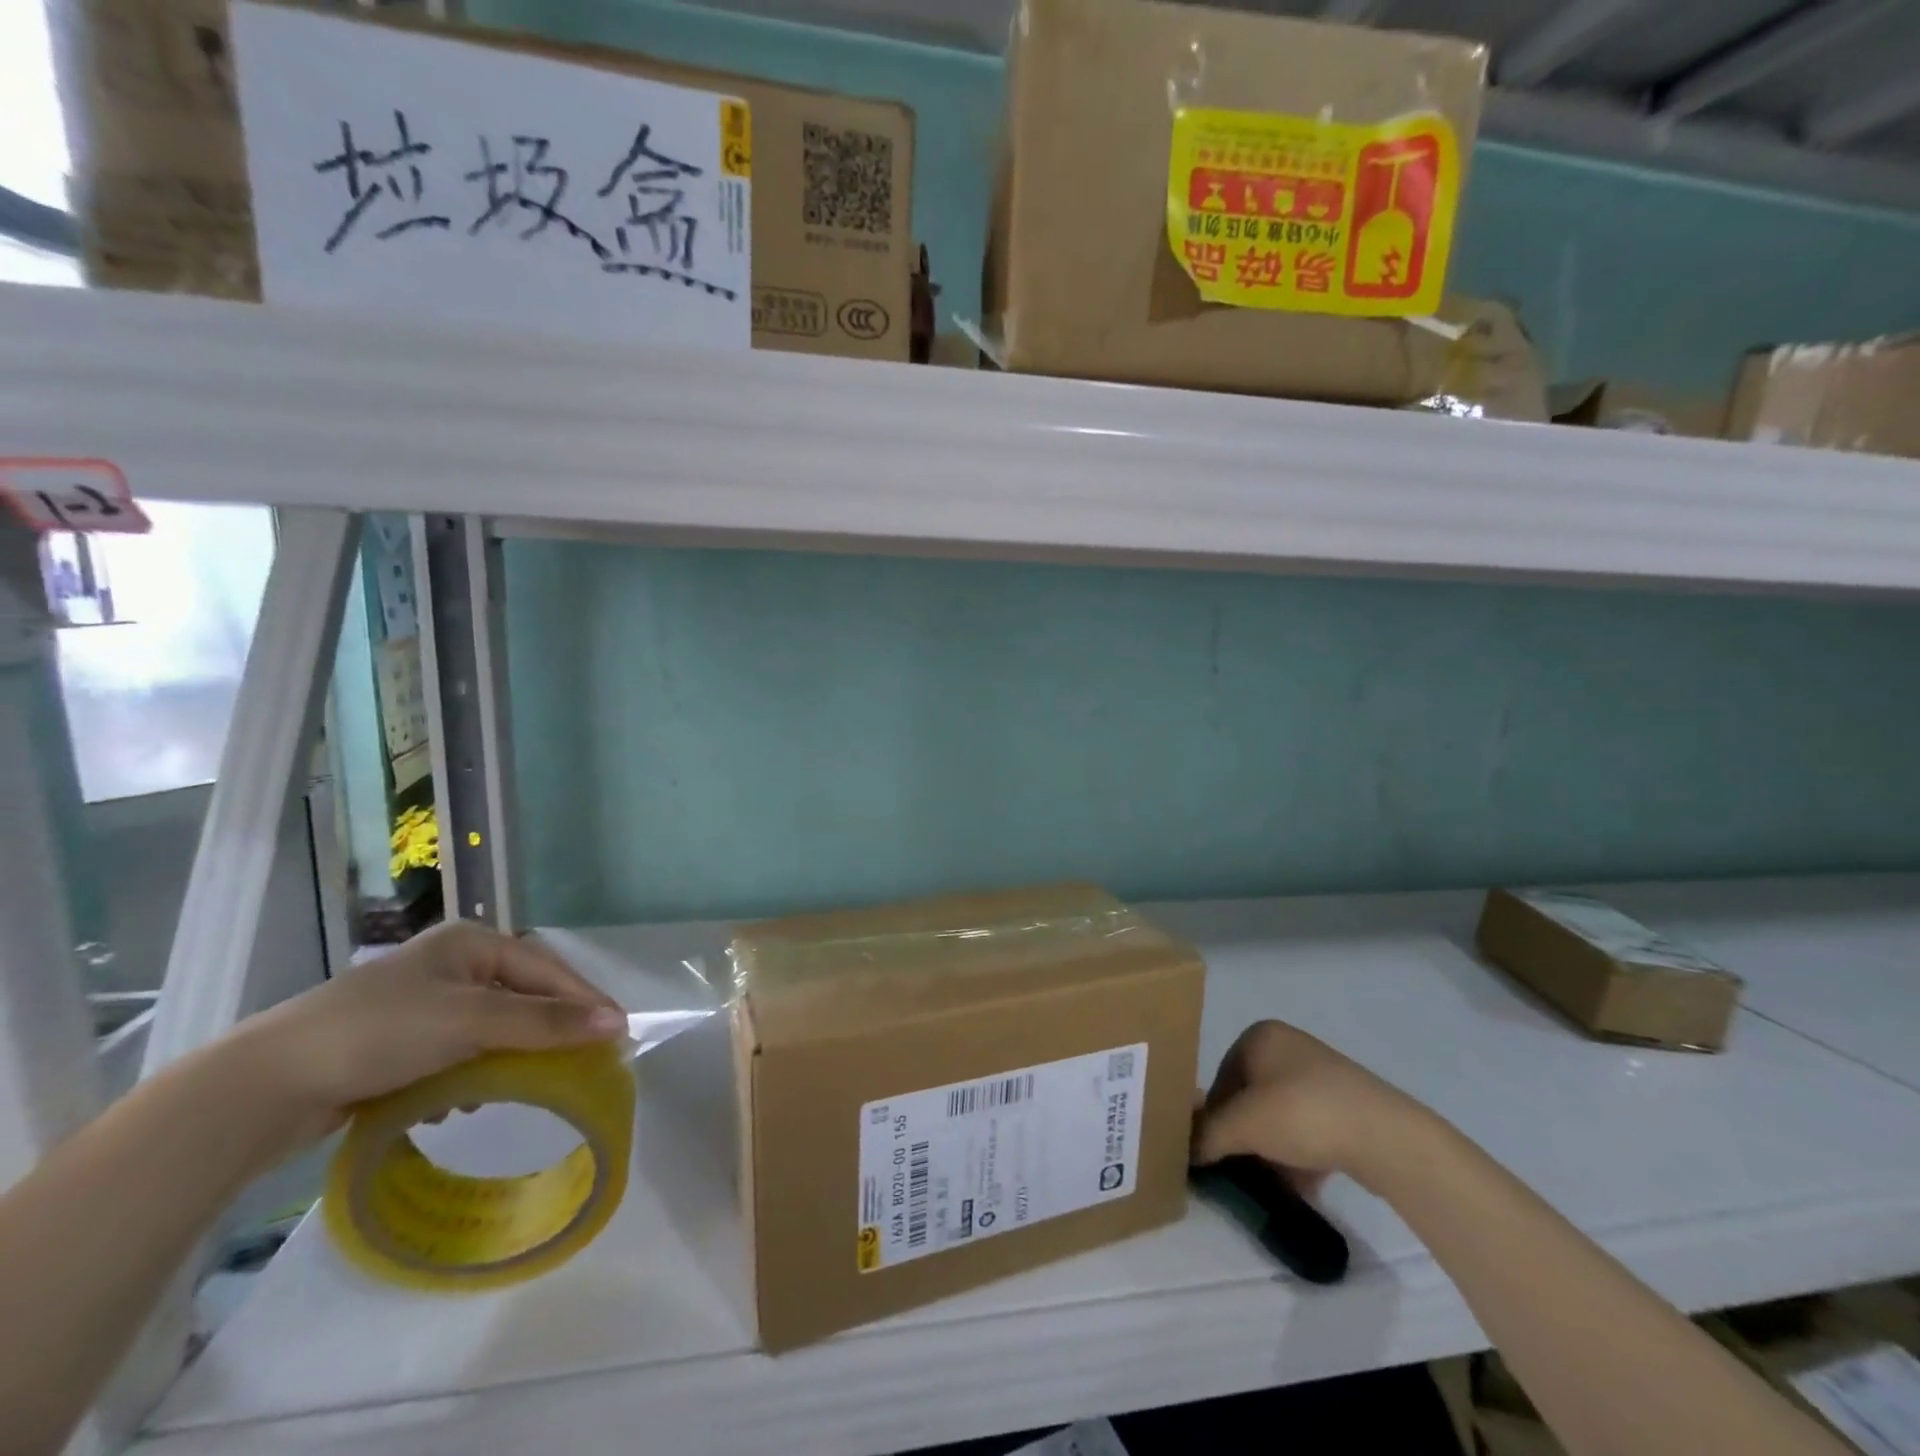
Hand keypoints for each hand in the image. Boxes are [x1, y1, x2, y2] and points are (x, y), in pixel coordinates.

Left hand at [227, 921, 625, 1147]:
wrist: (262, 1087)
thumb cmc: (379, 1033)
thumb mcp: (471, 1022)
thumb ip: (545, 1023)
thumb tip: (617, 1025)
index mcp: (471, 942)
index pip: (547, 968)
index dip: (585, 1000)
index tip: (618, 1034)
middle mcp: (452, 964)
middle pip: (522, 996)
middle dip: (548, 1030)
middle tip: (583, 1061)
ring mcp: (424, 1003)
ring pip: (493, 1027)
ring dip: (511, 1055)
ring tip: (527, 1084)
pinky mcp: (401, 1041)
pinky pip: (461, 1050)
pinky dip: (474, 1072)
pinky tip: (466, 1098)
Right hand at [1193, 1019, 1421, 1190]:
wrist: (1386, 1137)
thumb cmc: (1302, 1113)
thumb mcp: (1242, 1125)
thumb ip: (1207, 1135)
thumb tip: (1185, 1150)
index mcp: (1260, 1036)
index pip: (1220, 1077)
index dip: (1214, 1116)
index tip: (1217, 1150)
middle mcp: (1288, 1046)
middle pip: (1250, 1097)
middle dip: (1244, 1135)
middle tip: (1240, 1167)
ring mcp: (1321, 1075)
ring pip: (1279, 1115)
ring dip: (1271, 1149)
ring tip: (1269, 1182)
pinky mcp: (1347, 1105)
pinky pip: (1309, 1128)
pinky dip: (1299, 1154)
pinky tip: (1300, 1185)